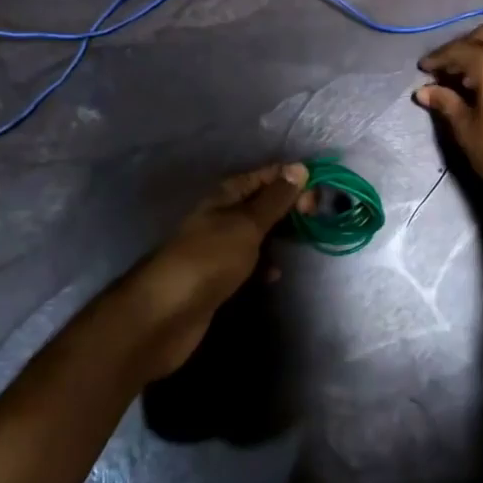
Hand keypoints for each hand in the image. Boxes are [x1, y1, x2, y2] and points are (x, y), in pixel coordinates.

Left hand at [115, 162, 308, 379]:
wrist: (164, 315)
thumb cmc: (208, 260)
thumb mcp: (247, 225)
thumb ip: (274, 200)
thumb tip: (298, 167)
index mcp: (225, 196)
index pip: (263, 176)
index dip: (290, 179)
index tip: (318, 193)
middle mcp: (220, 217)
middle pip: (260, 203)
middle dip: (287, 207)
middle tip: (315, 219)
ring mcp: (217, 248)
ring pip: (255, 234)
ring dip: (278, 236)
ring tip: (304, 242)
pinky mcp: (217, 278)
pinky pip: (248, 262)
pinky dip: (263, 264)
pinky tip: (274, 275)